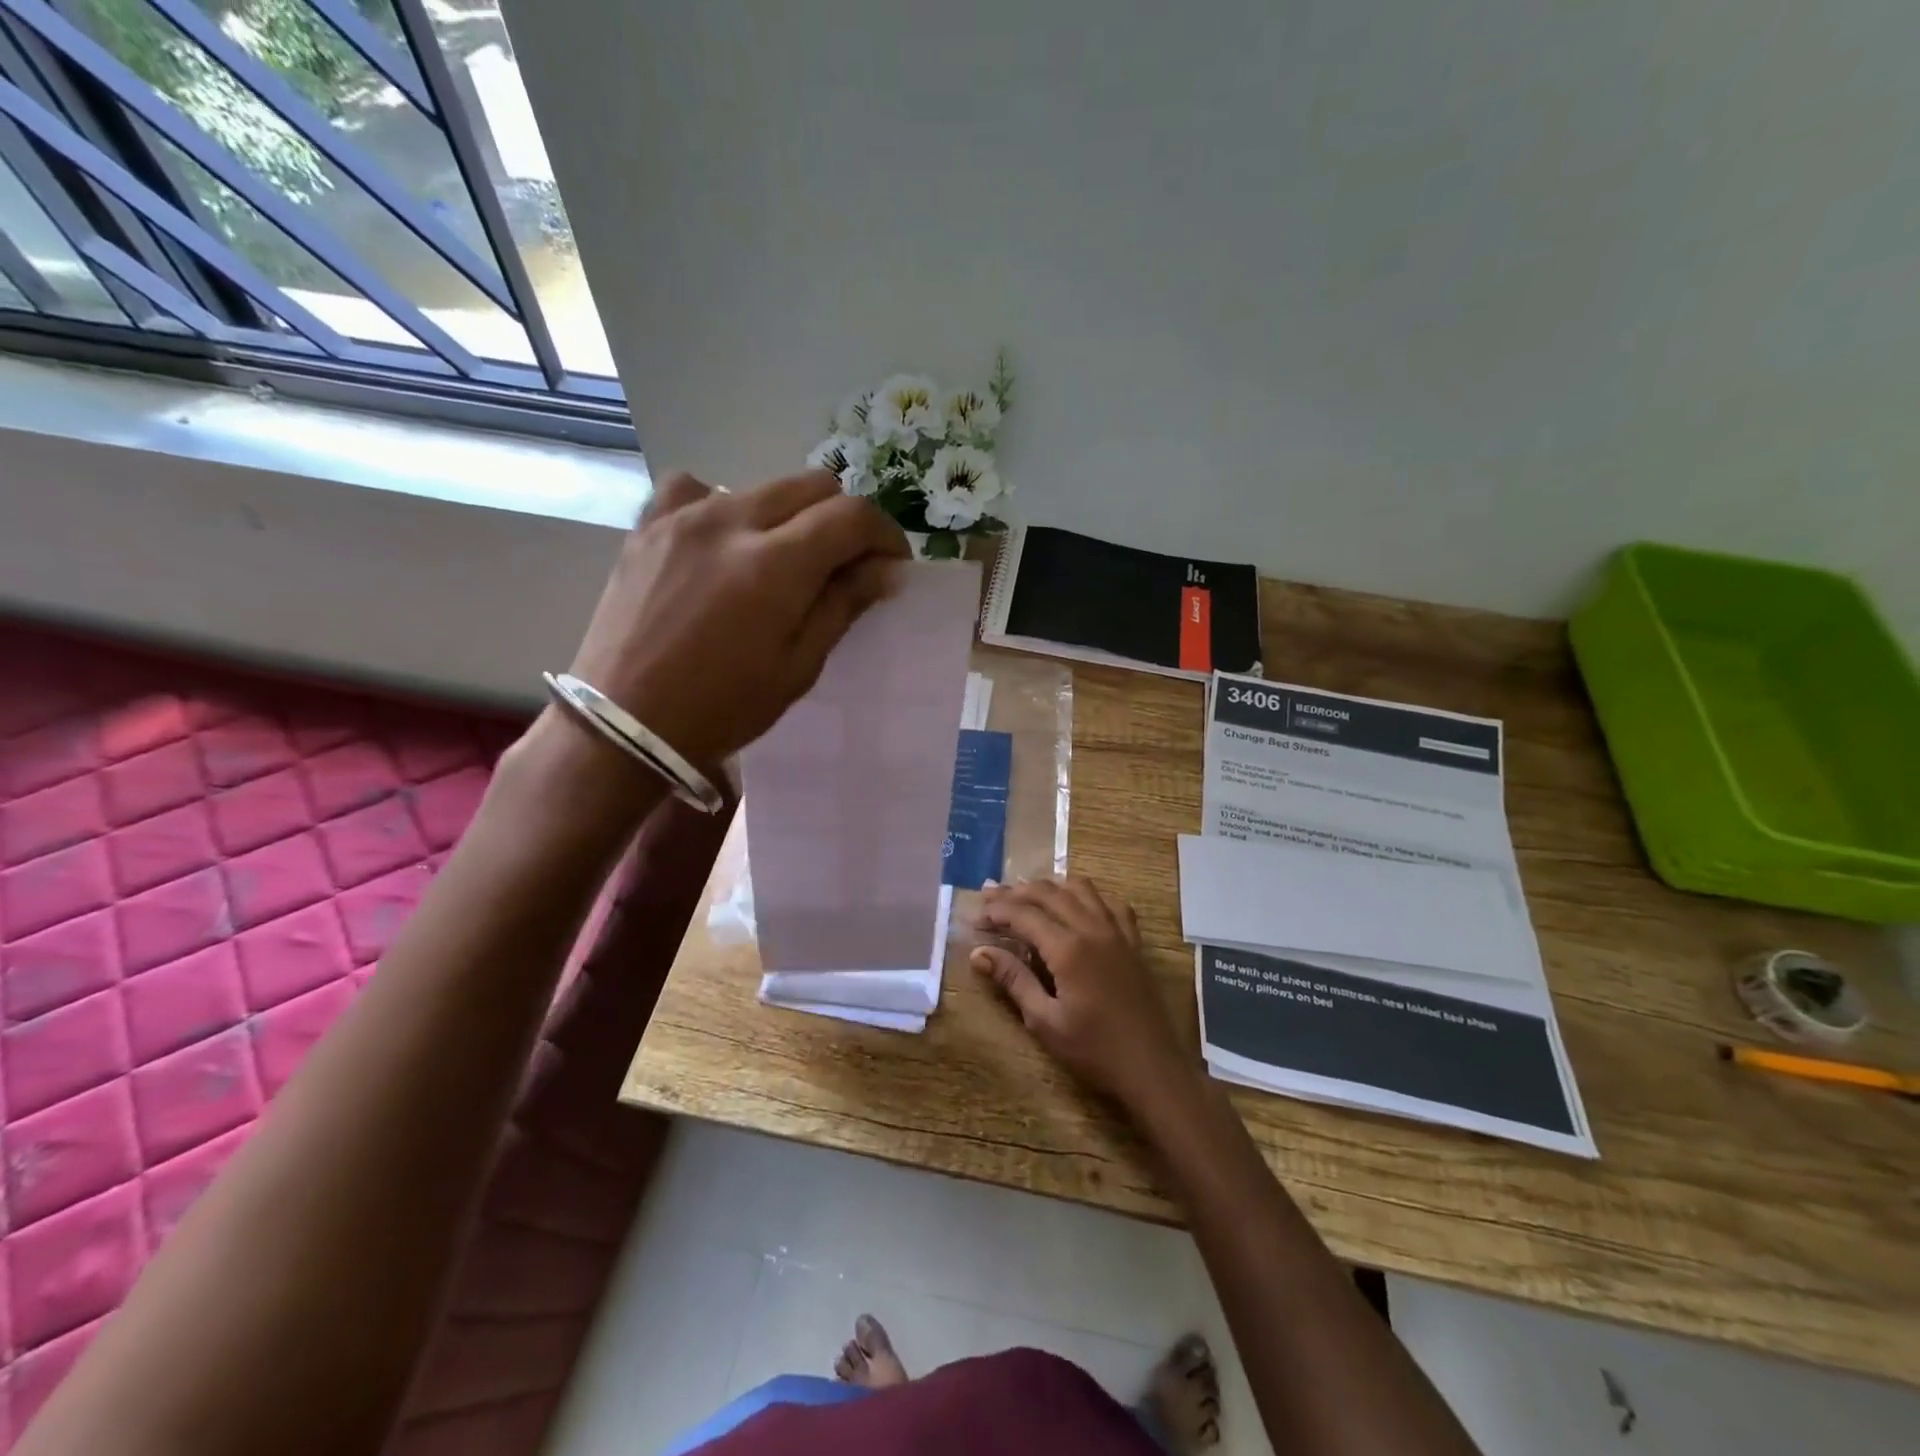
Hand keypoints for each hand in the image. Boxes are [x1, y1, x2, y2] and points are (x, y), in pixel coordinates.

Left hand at [565, 470, 908, 772]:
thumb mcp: (797, 667)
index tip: (891, 563)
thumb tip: (885, 568)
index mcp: (775, 565)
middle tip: (845, 563)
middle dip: (843, 519)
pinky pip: (694, 488)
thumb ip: (843, 605)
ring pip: (760, 485)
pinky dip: (722, 505)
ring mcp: (683, 516)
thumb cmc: (722, 709)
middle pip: (812, 485)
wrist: (624, 725)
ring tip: (781, 560)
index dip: (885, 534)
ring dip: (789, 514)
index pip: (852, 516)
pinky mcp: (648, 525)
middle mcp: (731, 521)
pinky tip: (721, 541)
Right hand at [971, 876, 1195, 1115]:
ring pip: (1080, 889)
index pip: (1024, 915)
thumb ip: (1013, 980)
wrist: (1153, 1068)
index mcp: (1068, 948)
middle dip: (1016, 892)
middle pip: (1049, 893)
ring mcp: (1117, 932)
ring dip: (1050, 886)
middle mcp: (1092, 929)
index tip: (975, 917)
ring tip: (1026, 893)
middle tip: (990, 896)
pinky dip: (1087, 895)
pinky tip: (1076, 904)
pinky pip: (1110, 903)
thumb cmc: (1094, 1051)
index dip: (996, 911)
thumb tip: (979, 954)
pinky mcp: (1133, 942)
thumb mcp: (1045, 1022)